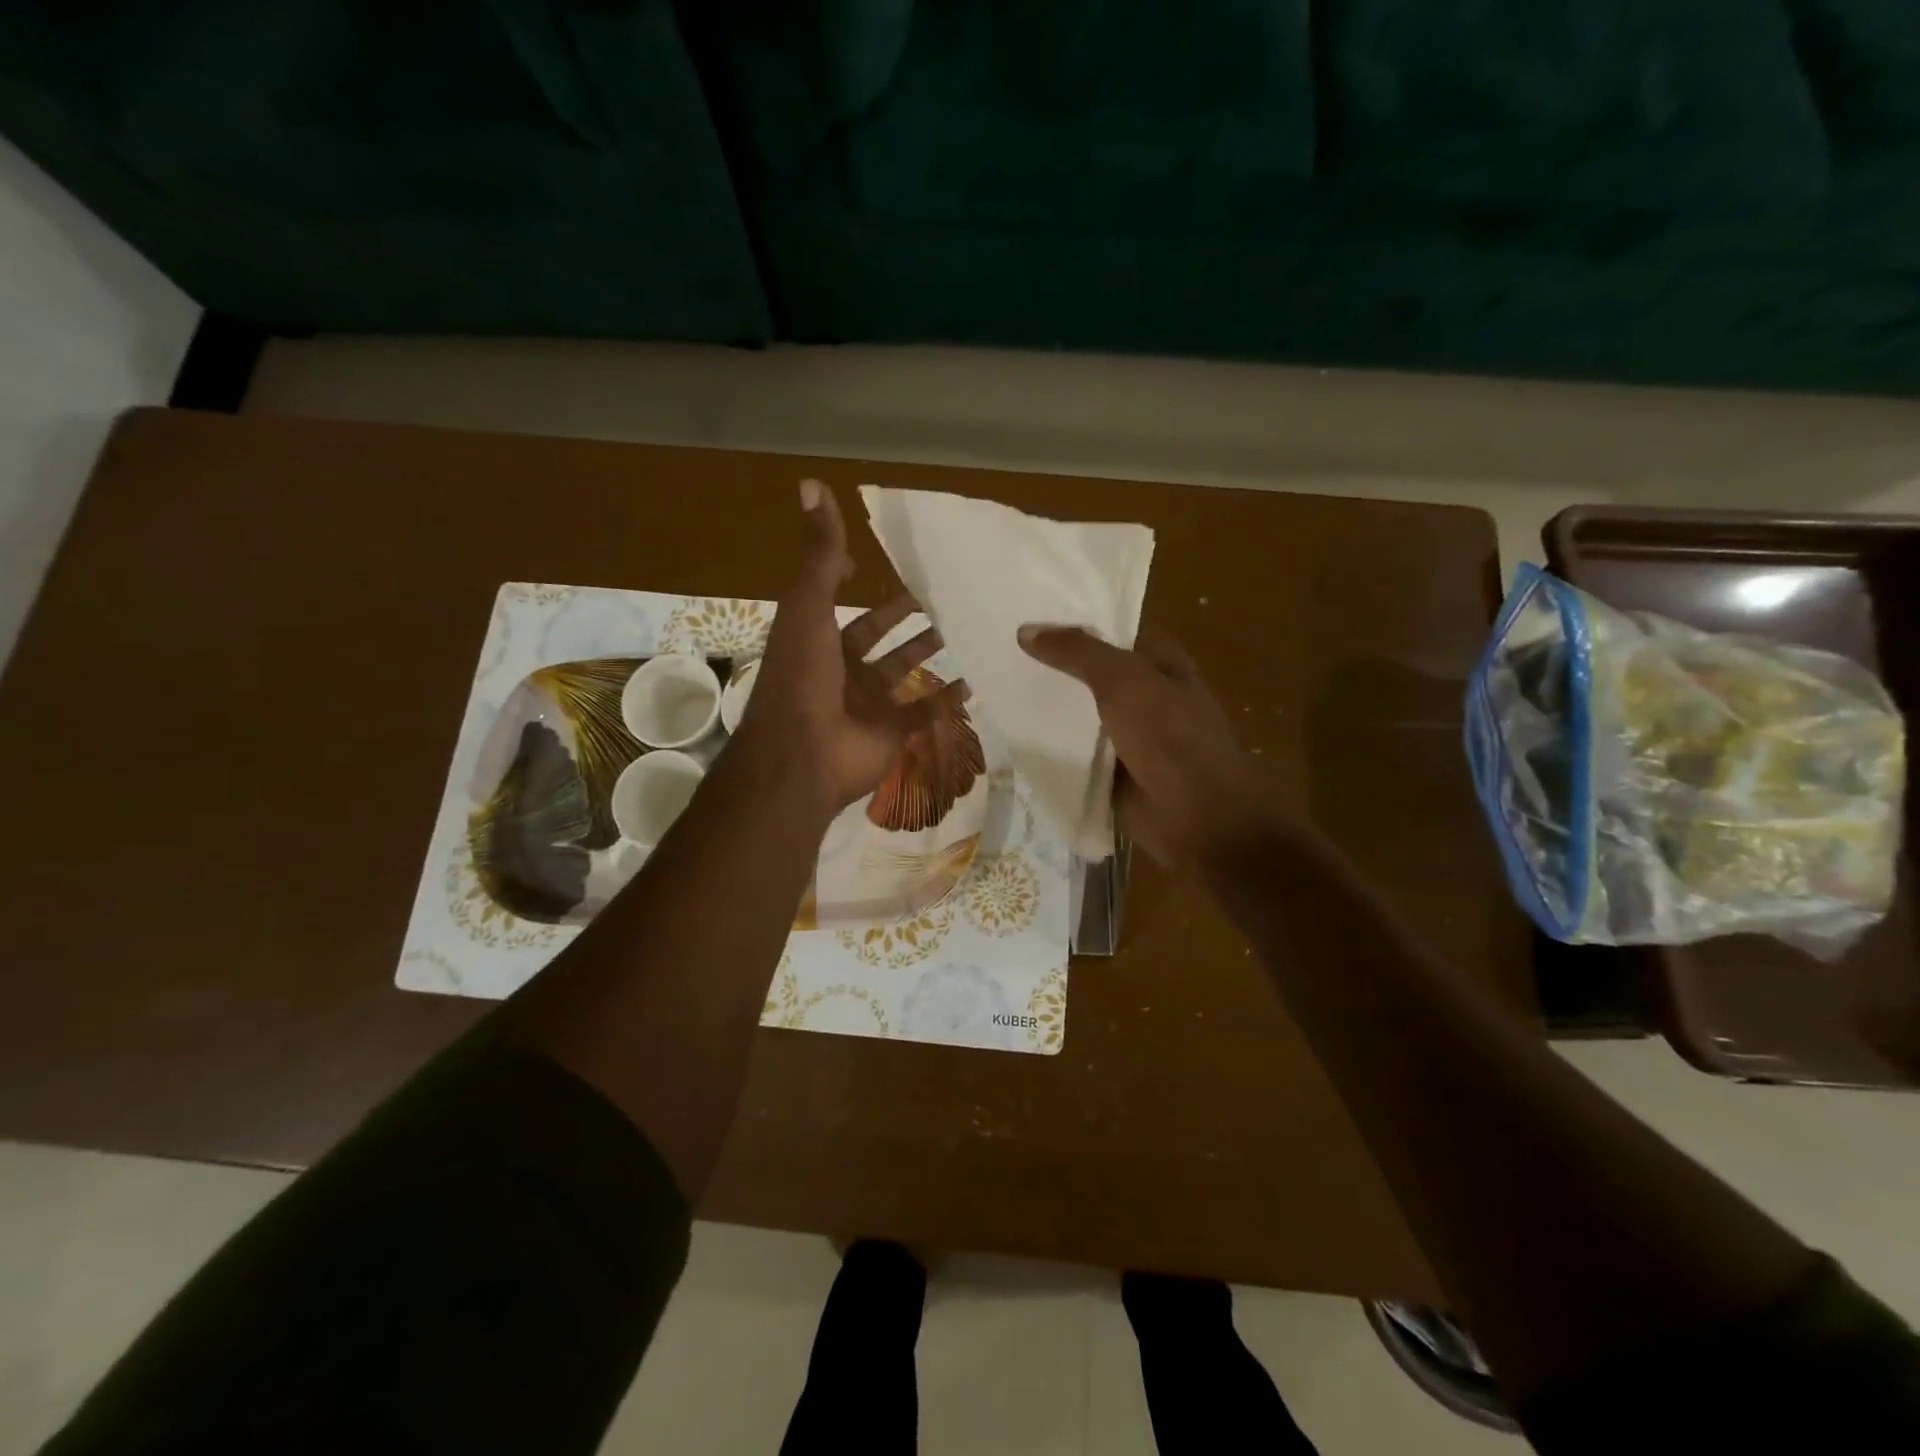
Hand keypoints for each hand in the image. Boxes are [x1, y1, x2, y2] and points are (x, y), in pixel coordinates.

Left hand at [733, 480, 966, 814]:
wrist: (802, 755)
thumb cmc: (803, 676)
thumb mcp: (808, 606)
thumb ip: (817, 553)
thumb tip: (812, 484)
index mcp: (816, 639)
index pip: (839, 603)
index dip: (855, 582)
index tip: (888, 562)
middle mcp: (841, 669)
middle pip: (879, 638)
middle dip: (907, 619)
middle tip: (944, 594)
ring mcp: (867, 704)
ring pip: (905, 673)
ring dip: (930, 654)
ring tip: (966, 628)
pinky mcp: (892, 733)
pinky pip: (925, 713)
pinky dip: (948, 699)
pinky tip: (976, 678)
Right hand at [1017, 624, 1280, 865]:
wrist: (1198, 814)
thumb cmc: (1169, 734)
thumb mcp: (1124, 680)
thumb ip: (1077, 652)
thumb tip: (1025, 631)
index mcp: (1159, 662)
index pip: (1111, 630)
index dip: (1073, 620)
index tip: (1025, 613)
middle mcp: (1144, 695)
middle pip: (1090, 673)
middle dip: (1051, 665)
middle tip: (997, 650)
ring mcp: (1127, 736)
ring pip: (1079, 715)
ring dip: (1046, 709)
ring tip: (995, 689)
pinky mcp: (1111, 772)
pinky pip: (1074, 754)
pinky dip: (1049, 748)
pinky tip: (1009, 737)